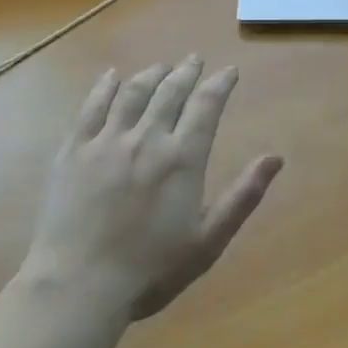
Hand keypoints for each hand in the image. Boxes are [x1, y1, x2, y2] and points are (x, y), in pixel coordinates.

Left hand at [28, 57, 282, 320]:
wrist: (78, 287)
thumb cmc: (151, 269)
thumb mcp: (209, 240)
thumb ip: (243, 195)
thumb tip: (275, 157)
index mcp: (182, 158)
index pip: (207, 106)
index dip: (220, 84)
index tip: (230, 71)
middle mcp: (146, 138)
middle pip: (170, 92)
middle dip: (186, 72)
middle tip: (194, 60)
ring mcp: (105, 142)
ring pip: (132, 93)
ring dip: (151, 75)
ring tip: (161, 67)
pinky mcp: (72, 152)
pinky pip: (90, 108)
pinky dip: (104, 87)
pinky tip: (112, 77)